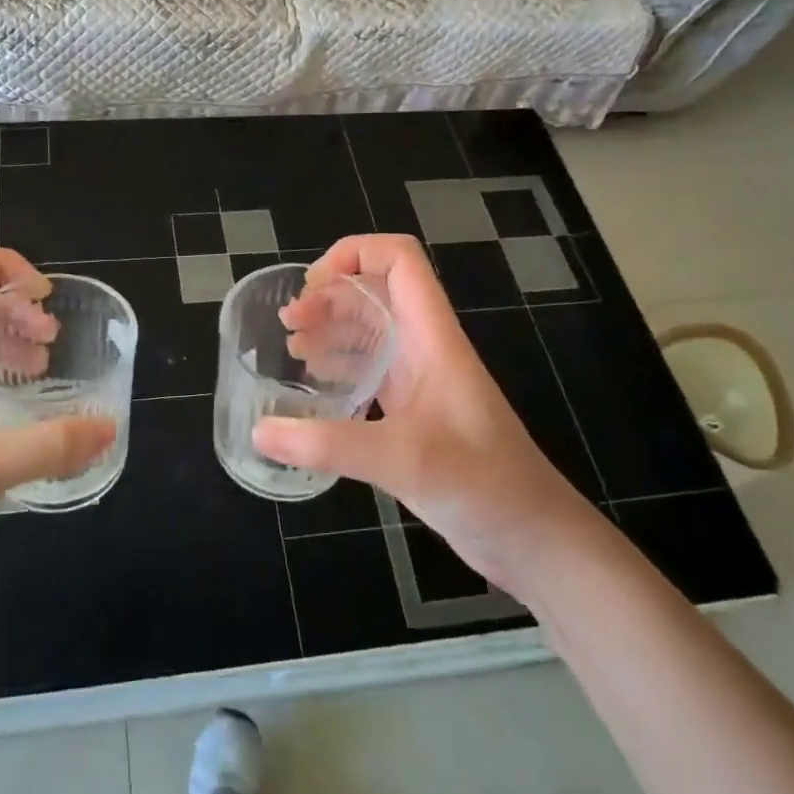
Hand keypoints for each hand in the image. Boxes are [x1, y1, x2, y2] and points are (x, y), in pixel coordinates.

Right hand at [254, 234, 591, 595]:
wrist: (534, 539)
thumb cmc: (483, 484)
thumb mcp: (402, 460)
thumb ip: (328, 444)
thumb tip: (259, 432)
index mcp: (432, 336)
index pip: (399, 260)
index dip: (354, 253)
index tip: (312, 287)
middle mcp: (424, 347)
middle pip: (374, 291)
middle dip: (328, 295)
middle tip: (288, 324)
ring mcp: (419, 379)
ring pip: (370, 330)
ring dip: (330, 328)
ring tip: (291, 346)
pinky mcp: (413, 412)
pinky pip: (369, 370)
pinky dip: (337, 366)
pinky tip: (313, 385)